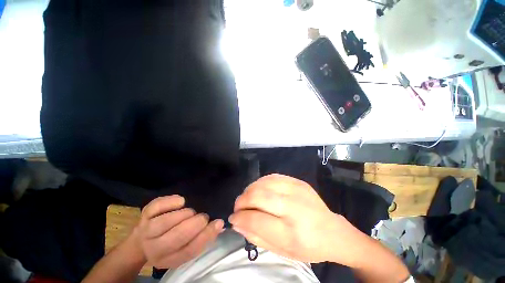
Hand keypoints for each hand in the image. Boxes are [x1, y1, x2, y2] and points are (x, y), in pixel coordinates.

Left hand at [135, 195, 224, 268]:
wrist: (142, 240)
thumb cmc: (170, 242)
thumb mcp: (184, 246)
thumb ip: (202, 237)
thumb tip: (219, 225)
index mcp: (169, 259)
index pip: (189, 251)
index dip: (206, 236)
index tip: (218, 222)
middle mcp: (155, 248)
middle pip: (175, 238)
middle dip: (194, 225)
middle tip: (203, 217)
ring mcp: (147, 231)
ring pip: (163, 223)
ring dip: (183, 215)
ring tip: (191, 212)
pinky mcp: (144, 215)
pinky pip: (157, 206)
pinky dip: (171, 202)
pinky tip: (180, 201)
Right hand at [229, 174, 365, 264]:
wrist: (333, 232)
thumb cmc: (308, 247)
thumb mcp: (282, 252)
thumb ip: (256, 237)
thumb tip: (237, 222)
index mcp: (291, 232)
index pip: (255, 220)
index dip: (239, 217)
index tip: (233, 218)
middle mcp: (294, 207)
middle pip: (257, 196)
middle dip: (242, 201)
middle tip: (238, 207)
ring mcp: (297, 190)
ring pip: (263, 183)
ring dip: (250, 190)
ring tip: (247, 198)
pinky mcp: (298, 181)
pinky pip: (272, 177)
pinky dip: (261, 183)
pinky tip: (259, 190)